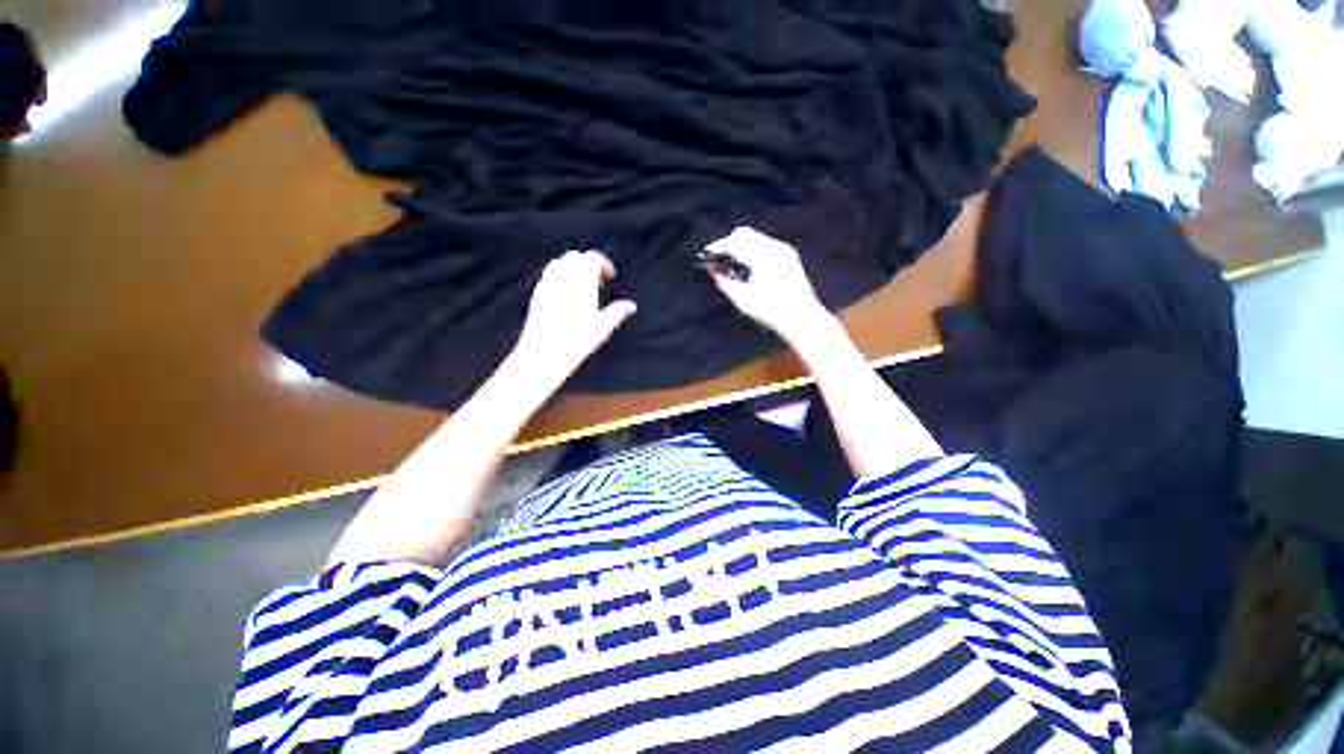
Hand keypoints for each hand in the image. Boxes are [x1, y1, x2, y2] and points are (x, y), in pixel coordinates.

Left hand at [509, 250, 636, 386]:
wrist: (544, 353)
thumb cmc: (576, 342)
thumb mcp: (602, 328)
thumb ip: (617, 312)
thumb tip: (631, 306)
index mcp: (581, 282)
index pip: (592, 258)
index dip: (604, 265)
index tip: (610, 278)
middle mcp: (563, 278)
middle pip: (577, 257)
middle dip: (589, 264)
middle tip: (599, 282)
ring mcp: (547, 284)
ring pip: (561, 262)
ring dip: (574, 268)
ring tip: (583, 286)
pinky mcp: (537, 293)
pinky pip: (550, 274)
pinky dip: (561, 276)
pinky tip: (567, 295)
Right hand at [702, 226, 831, 344]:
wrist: (801, 317)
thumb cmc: (772, 313)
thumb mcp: (743, 301)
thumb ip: (725, 283)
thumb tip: (712, 270)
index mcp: (765, 261)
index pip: (735, 243)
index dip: (718, 247)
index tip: (706, 255)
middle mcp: (775, 250)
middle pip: (743, 234)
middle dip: (727, 244)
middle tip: (716, 259)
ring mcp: (783, 249)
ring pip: (753, 237)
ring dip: (739, 246)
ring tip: (729, 264)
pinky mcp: (787, 253)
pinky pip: (762, 243)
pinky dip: (750, 249)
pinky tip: (745, 266)